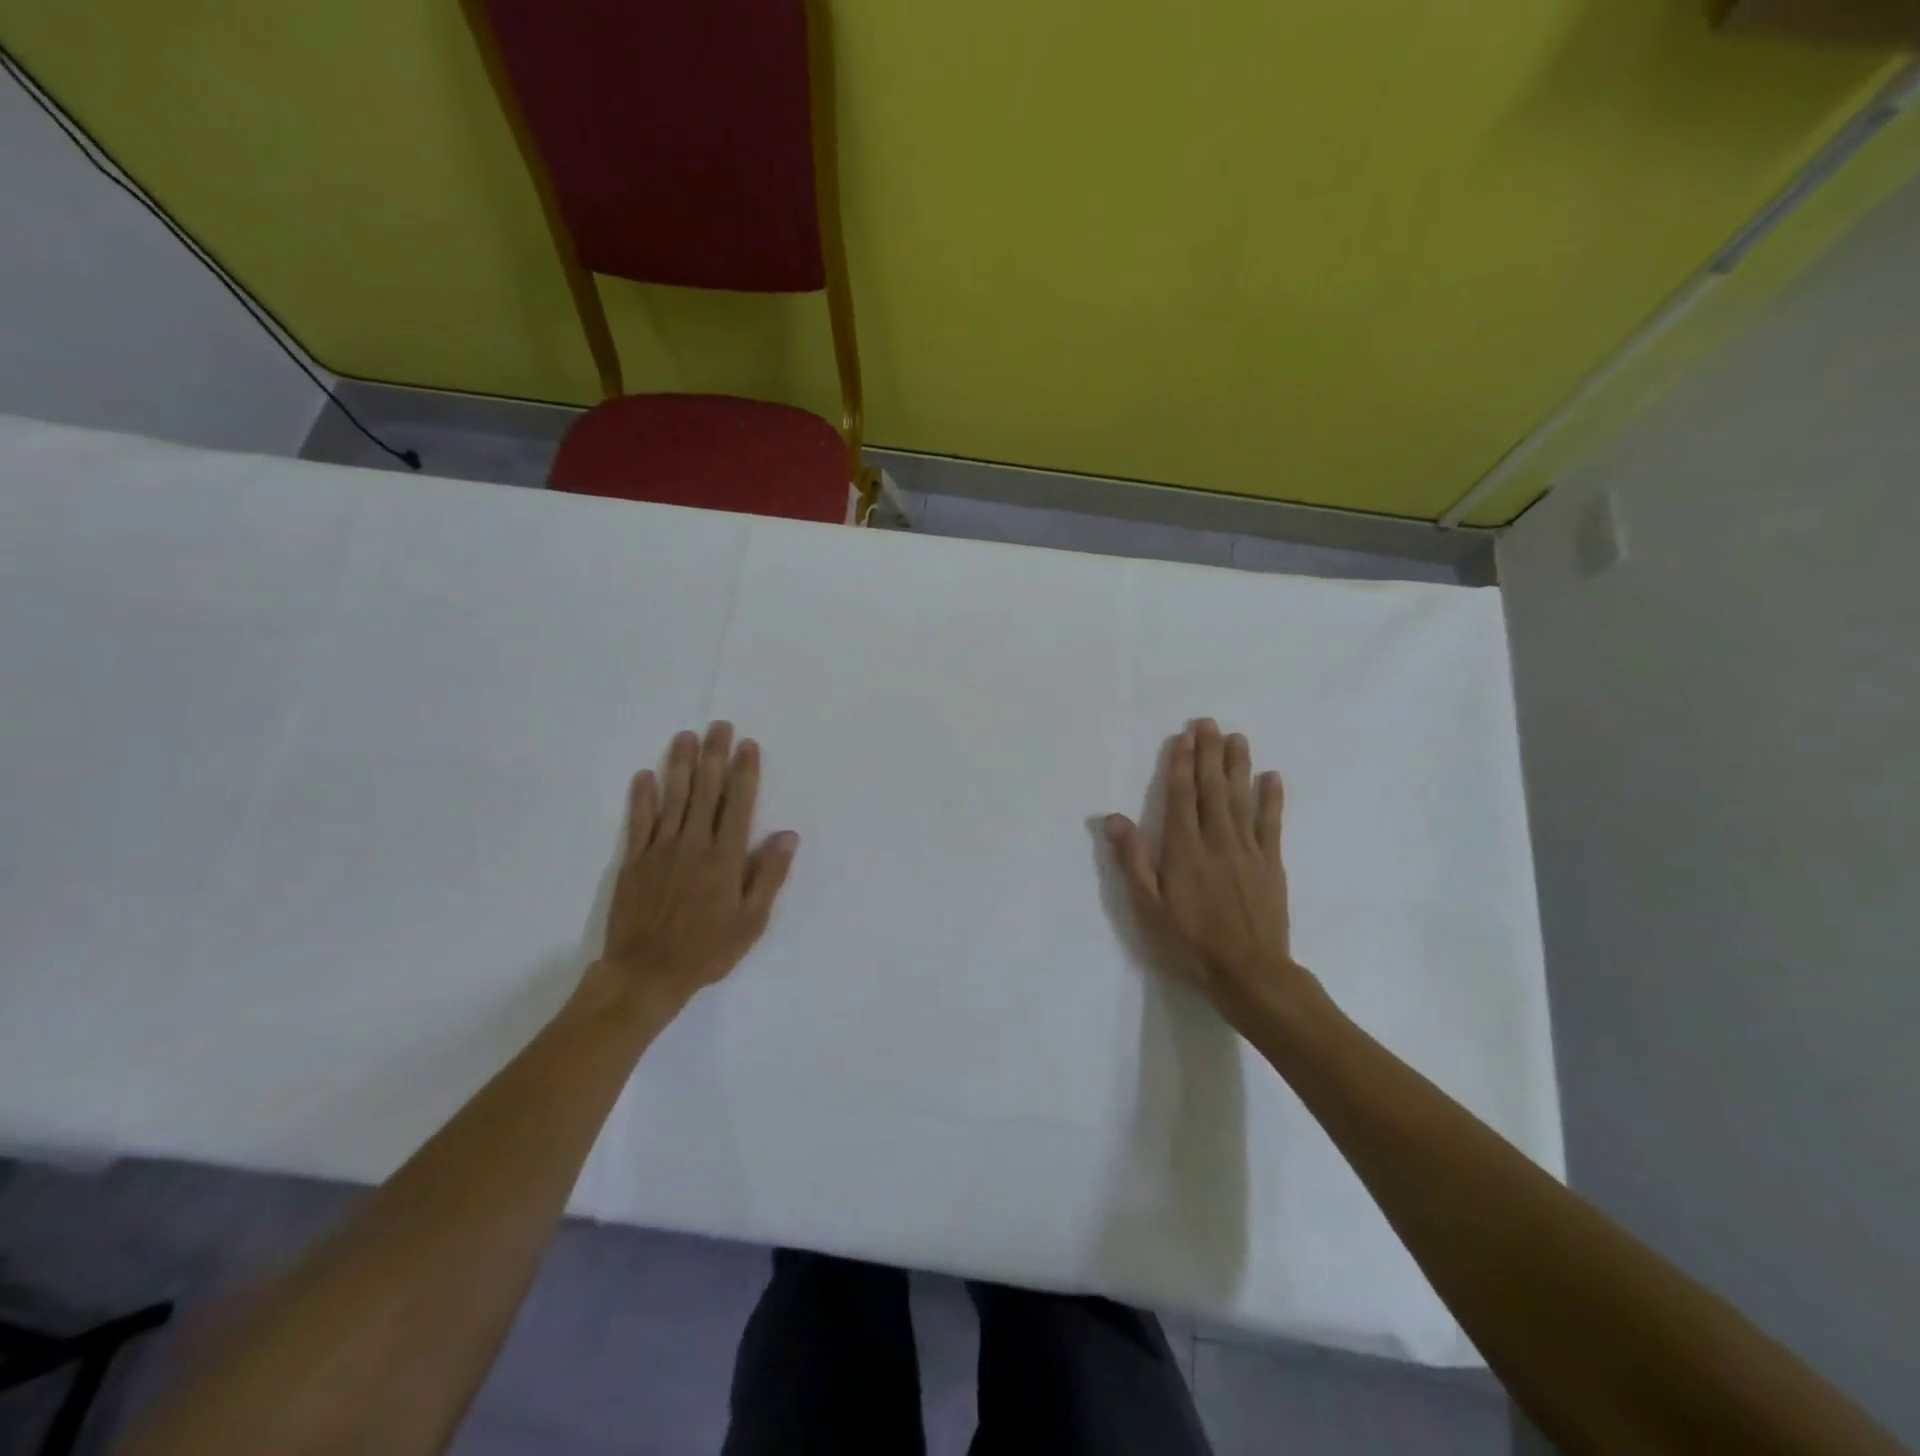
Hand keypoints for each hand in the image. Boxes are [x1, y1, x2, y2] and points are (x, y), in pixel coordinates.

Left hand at [581, 722, 797, 1022]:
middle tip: (719, 726)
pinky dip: (642, 797)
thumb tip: (788, 835)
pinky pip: (639, 822)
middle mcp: (693, 845)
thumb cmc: (706, 951)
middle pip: (706, 792)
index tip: (748, 745)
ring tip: (685, 736)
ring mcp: (660, 850)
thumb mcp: (751, 922)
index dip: (744, 772)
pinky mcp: (634, 861)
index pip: (738, 804)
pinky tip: (645, 775)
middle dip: (714, 756)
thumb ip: (768, 875)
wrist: (645, 974)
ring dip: (679, 765)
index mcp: (725, 859)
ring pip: (673, 798)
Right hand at [1104, 719, 1319, 1030]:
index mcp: (1184, 849)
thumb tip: (1113, 818)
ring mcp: (1248, 851)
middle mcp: (1217, 841)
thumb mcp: (1148, 908)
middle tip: (1209, 723)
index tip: (1185, 737)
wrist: (1249, 973)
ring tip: (1237, 738)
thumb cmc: (1190, 943)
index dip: (1182, 764)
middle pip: (1212, 789)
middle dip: (1209, 754)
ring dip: (1238, 766)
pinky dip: (1271, 799)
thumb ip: (1132, 861)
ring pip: (1241, 799)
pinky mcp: (1271, 864)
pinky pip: (1271, 824)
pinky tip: (1271, 778)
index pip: (1182, 796)